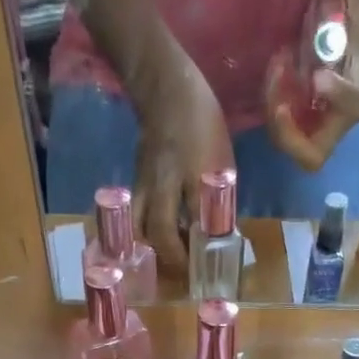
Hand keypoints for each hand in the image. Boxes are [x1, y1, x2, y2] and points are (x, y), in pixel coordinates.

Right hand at [130, 55, 234, 273]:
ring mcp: (143, 183)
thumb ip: (220, 197)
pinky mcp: (135, 182)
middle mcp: (160, 182)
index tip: (205, 267)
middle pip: (156, 230)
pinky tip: (160, 241)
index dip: (194, 248)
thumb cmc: (202, 122)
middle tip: (186, 270)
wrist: (166, 88)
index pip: (191, 219)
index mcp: (188, 172)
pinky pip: (137, 216)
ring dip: (153, 248)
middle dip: (171, 256)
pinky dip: (146, 234)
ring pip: (140, 226)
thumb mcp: (222, 160)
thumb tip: (223, 235)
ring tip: (170, 258)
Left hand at [265, 0, 358, 172]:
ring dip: (274, 115)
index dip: (336, 94)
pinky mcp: (303, 128)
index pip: (352, 105)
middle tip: (277, 95)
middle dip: (288, 131)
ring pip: (291, 146)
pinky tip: (273, 73)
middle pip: (311, 153)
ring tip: (274, 70)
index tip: (318, 75)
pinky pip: (282, 131)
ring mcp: (318, 130)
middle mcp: (337, 123)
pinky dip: (272, 107)